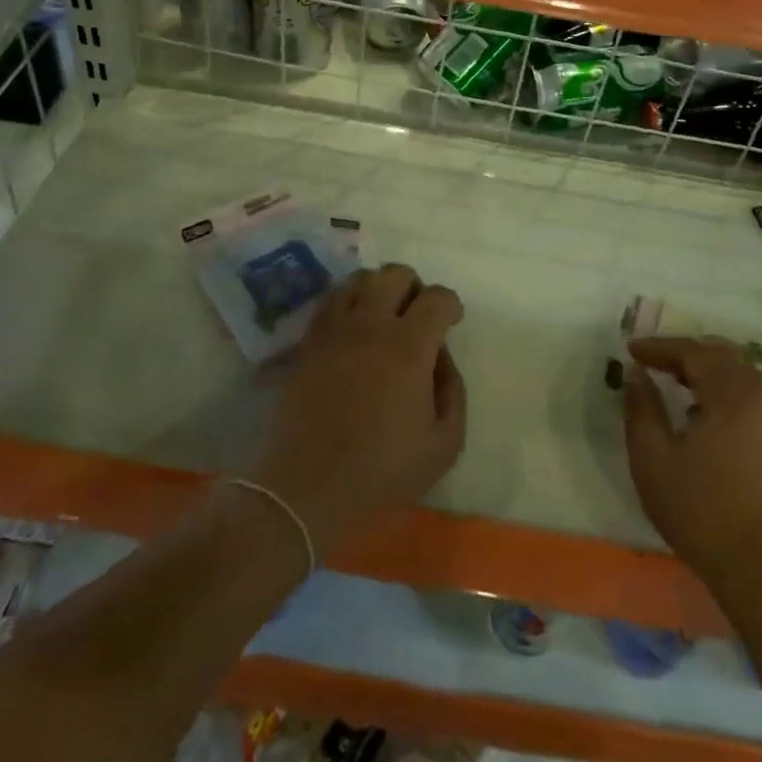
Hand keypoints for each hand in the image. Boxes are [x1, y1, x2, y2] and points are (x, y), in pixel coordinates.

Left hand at [249, 264, 466, 554]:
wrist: (307, 487)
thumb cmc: (381, 471)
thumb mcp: (444, 443)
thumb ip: (453, 391)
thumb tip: (441, 356)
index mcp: (408, 347)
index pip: (437, 297)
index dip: (450, 304)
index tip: (452, 321)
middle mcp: (370, 325)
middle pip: (395, 274)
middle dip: (415, 287)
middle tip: (417, 316)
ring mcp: (334, 329)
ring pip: (359, 279)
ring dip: (378, 288)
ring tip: (383, 316)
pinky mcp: (308, 341)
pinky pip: (329, 300)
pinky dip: (347, 302)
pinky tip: (353, 328)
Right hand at [623, 337, 761, 583]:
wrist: (761, 567)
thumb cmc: (700, 508)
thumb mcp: (652, 457)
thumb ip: (641, 408)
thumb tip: (637, 374)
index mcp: (733, 393)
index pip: (693, 352)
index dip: (659, 347)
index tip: (630, 350)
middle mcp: (761, 396)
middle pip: (721, 355)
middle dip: (684, 353)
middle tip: (652, 361)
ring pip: (739, 373)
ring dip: (705, 369)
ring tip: (673, 380)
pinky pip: (750, 395)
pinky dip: (722, 388)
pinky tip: (701, 411)